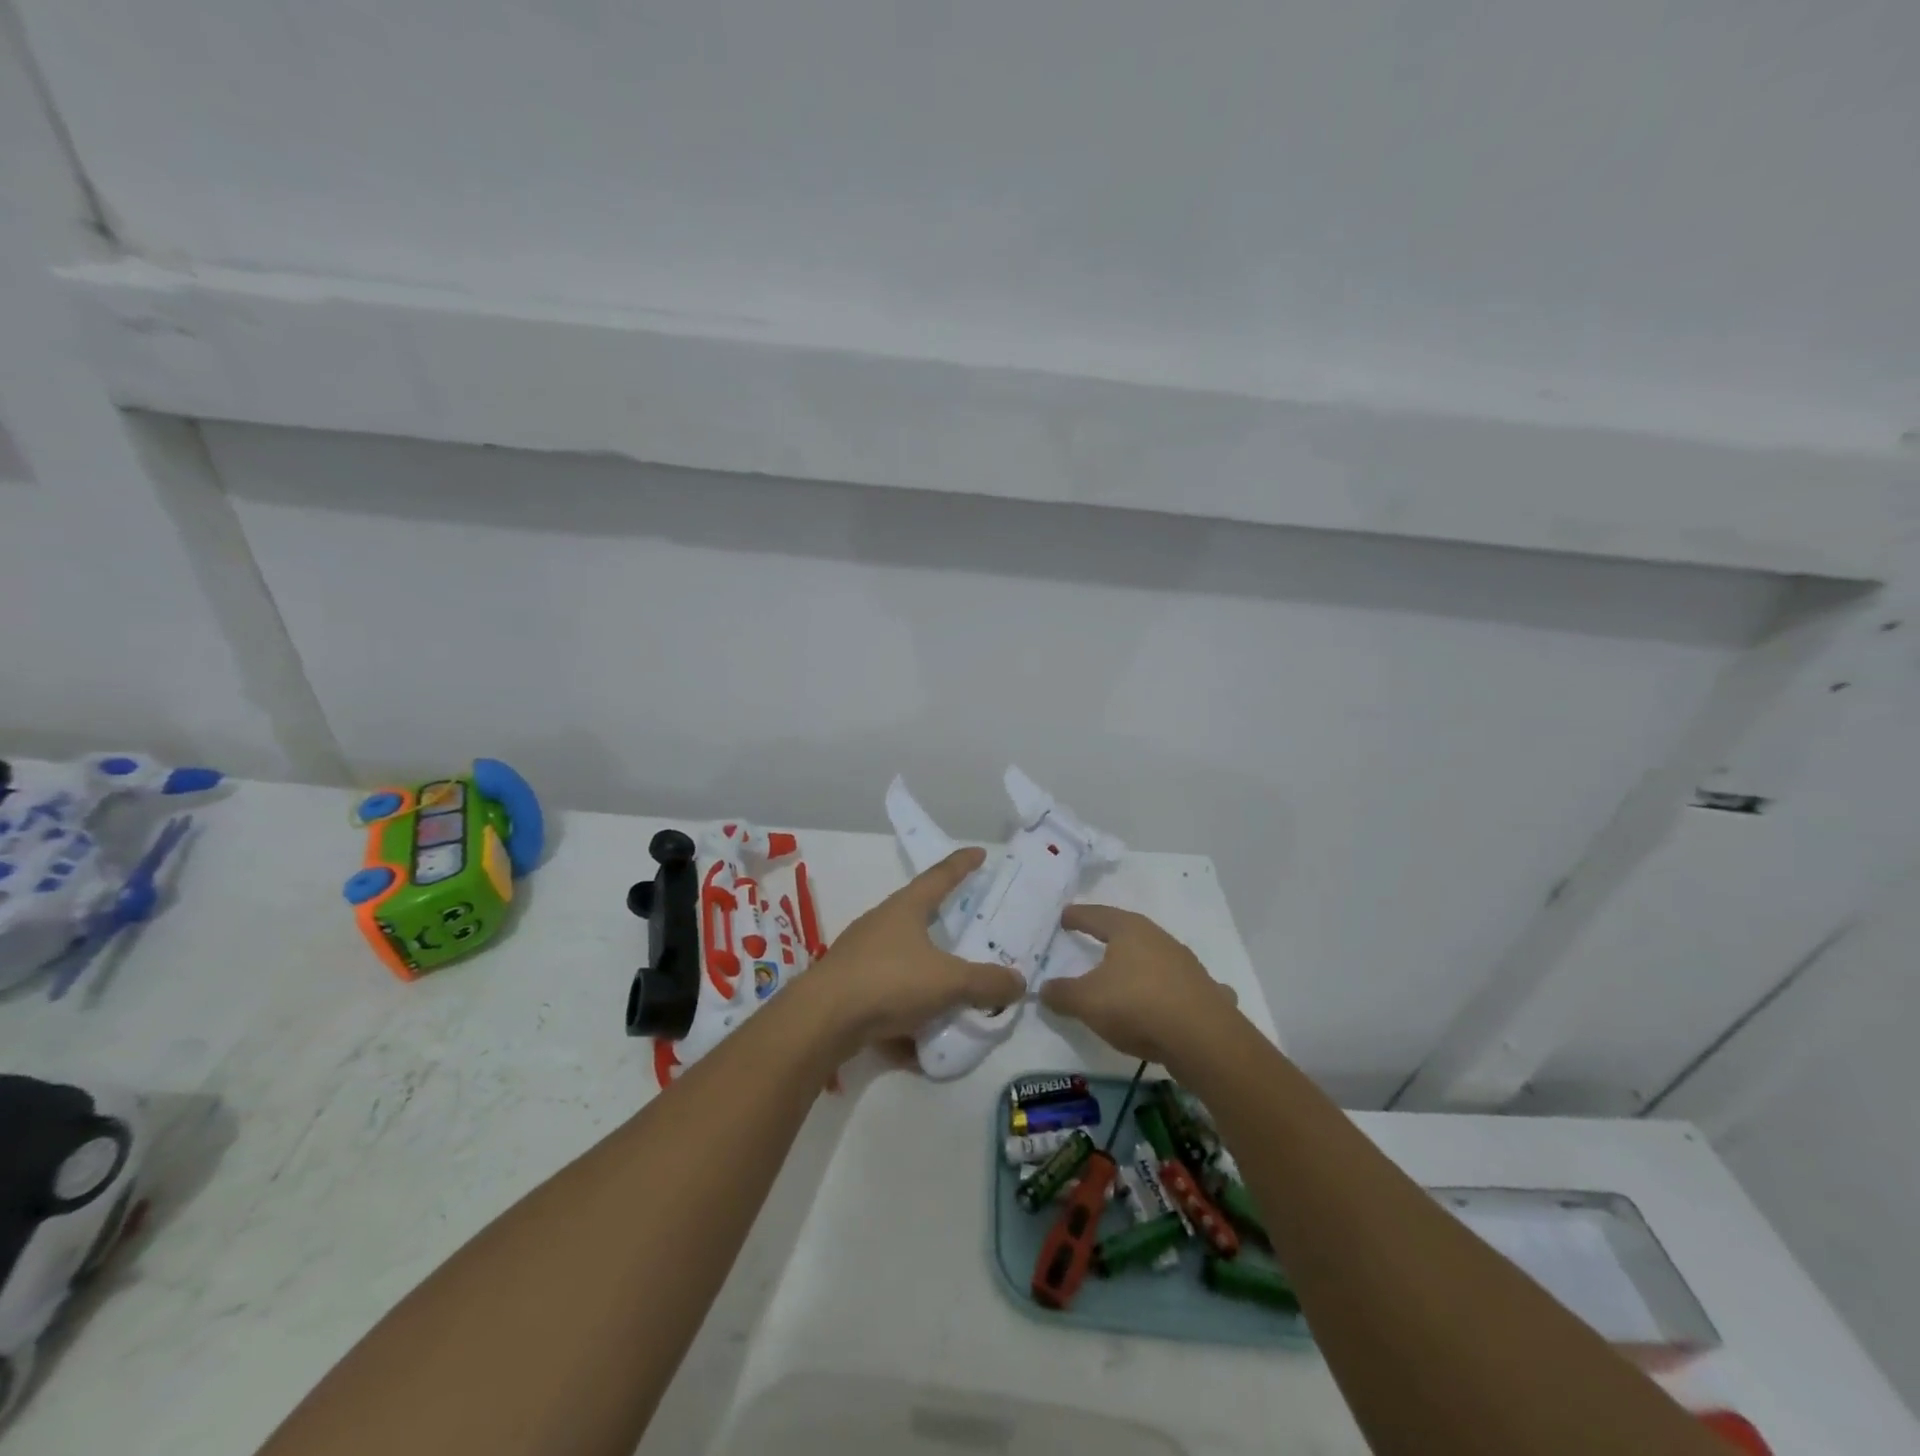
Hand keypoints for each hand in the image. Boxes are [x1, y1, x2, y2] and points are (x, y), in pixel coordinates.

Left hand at [806, 848, 1023, 1049]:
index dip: (962, 865)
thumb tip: (1019, 982)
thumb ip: (986, 982)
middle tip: (969, 927)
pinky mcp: (847, 989)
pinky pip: (886, 998)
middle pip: (918, 916)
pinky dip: (905, 1015)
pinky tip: (917, 1044)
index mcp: (905, 908)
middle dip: (943, 923)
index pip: (940, 876)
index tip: (979, 852)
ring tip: (951, 996)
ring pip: (903, 961)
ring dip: (926, 976)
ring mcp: (860, 956)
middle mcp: (881, 924)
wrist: (821, 1021)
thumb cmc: (889, 982)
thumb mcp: (949, 981)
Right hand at [1039, 905, 1238, 1066]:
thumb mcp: (1086, 1001)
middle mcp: (1159, 939)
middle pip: (1130, 932)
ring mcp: (1187, 965)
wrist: (1202, 1038)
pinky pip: (1185, 985)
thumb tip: (1044, 989)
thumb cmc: (1136, 1005)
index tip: (1066, 916)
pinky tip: (1176, 999)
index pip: (1097, 916)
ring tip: (1130, 972)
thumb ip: (1062, 993)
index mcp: (1129, 931)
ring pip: (1159, 956)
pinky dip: (1176, 989)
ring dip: (1143, 963)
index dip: (1079, 916)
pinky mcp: (1206, 992)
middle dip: (1112, 935)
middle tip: (1096, 939)